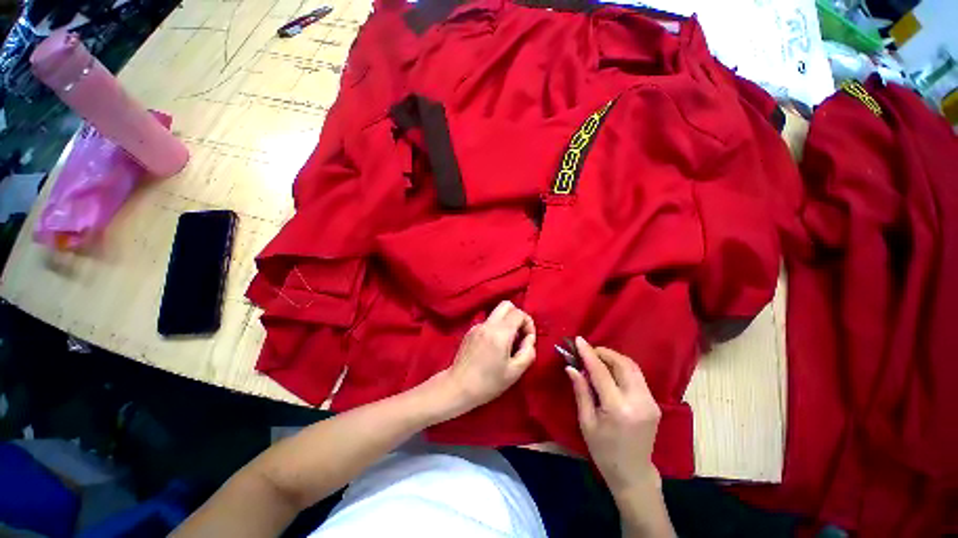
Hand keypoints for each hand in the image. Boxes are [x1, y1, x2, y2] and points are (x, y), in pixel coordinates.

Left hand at [442, 300, 535, 413]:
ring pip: (496, 313)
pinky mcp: (470, 332)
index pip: (518, 313)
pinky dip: (496, 329)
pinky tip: (493, 348)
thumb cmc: (488, 383)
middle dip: (517, 316)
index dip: (528, 323)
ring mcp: (477, 326)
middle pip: (506, 305)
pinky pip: (488, 323)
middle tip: (519, 335)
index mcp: (499, 333)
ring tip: (507, 344)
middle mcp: (487, 325)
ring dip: (506, 322)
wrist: (458, 387)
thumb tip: (529, 338)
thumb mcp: (515, 372)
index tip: (528, 339)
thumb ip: (528, 352)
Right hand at [566, 337, 661, 493]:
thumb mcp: (586, 422)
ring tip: (597, 359)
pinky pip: (637, 376)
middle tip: (588, 351)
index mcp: (618, 409)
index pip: (602, 372)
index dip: (589, 354)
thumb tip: (571, 367)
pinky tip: (610, 371)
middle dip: (604, 352)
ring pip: (633, 367)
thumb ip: (581, 391)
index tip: (579, 340)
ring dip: (614, 358)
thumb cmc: (603, 451)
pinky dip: (622, 367)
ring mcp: (650, 402)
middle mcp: (638, 401)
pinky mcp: (654, 403)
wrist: (633, 473)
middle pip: (623, 364)